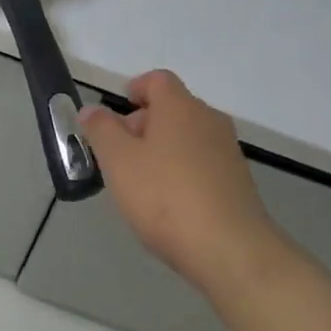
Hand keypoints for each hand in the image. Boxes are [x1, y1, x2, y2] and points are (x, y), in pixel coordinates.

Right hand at [79, 70, 282, 297]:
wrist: (231, 250)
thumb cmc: (166, 197)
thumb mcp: (119, 161)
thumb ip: (101, 130)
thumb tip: (91, 109)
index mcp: (180, 107)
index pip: (157, 80)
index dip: (135, 89)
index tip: (117, 113)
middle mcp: (208, 120)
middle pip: (173, 108)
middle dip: (144, 124)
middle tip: (120, 155)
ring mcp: (228, 151)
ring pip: (188, 137)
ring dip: (163, 149)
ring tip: (141, 183)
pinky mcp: (238, 181)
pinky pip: (203, 163)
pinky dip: (183, 171)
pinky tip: (170, 204)